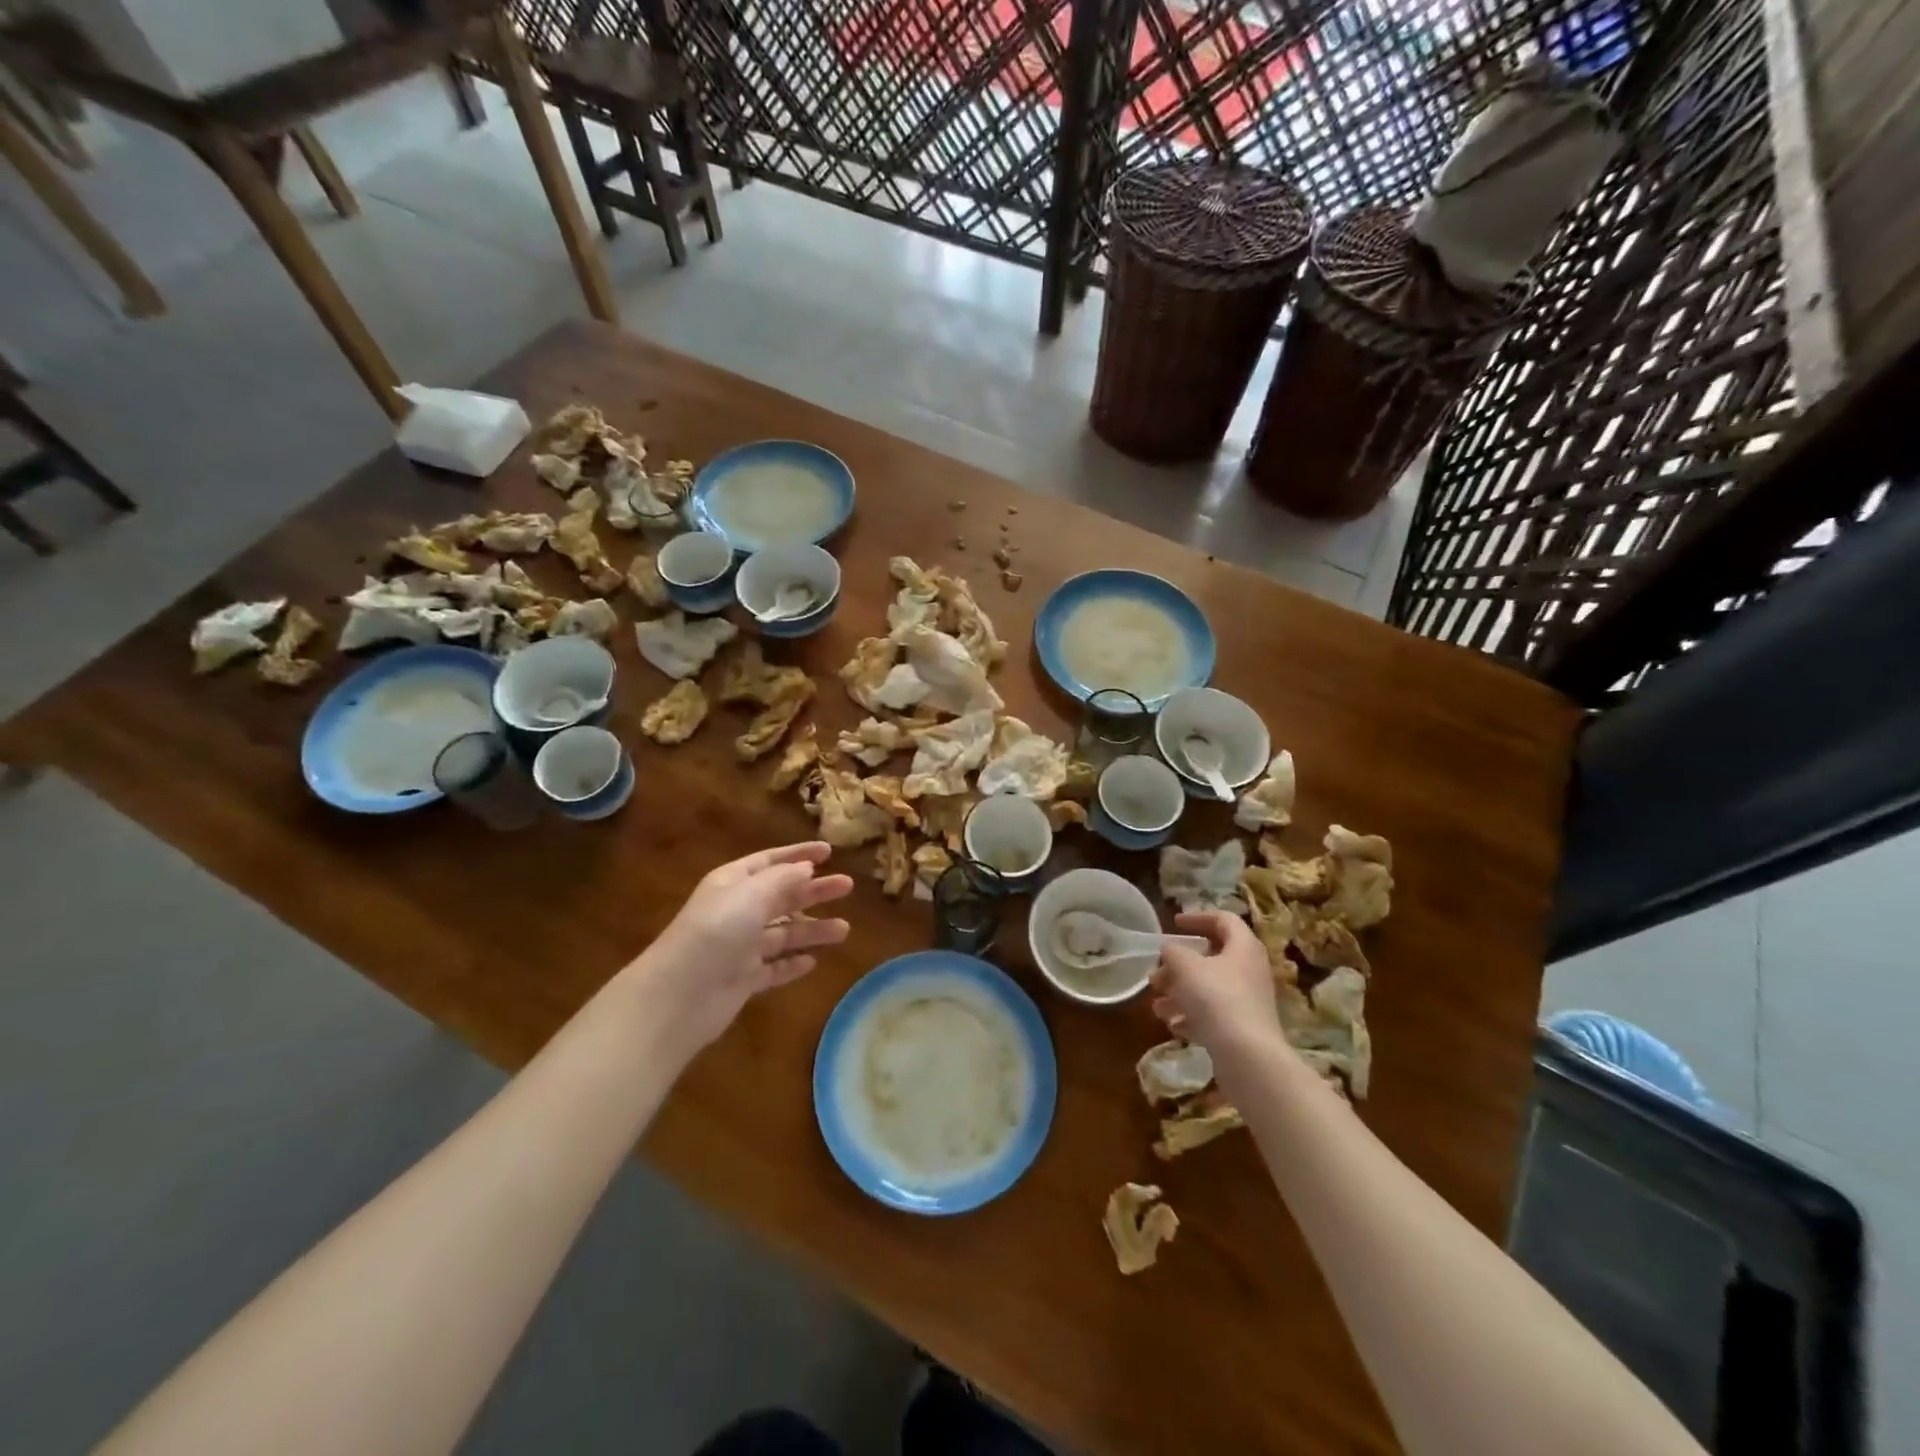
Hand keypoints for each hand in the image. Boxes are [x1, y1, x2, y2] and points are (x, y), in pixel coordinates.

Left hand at [637, 842, 853, 1049]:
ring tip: (844, 930)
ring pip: (784, 933)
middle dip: (814, 891)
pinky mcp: (743, 979)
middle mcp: (737, 911)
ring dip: (813, 929)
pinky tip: (813, 962)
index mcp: (733, 883)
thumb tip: (806, 868)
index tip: (829, 851)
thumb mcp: (751, 894)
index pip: (770, 861)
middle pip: (782, 896)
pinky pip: (774, 967)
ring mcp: (740, 947)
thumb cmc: (716, 932)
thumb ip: (782, 879)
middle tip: (847, 886)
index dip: (799, 854)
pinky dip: (793, 963)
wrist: (679, 996)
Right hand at [1150, 910, 1282, 1059]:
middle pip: (1212, 958)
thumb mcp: (1185, 966)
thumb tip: (1170, 951)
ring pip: (1209, 989)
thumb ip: (1173, 952)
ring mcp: (1248, 1002)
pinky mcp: (1243, 1029)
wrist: (1247, 1056)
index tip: (1174, 923)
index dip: (1198, 917)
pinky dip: (1192, 1017)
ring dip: (1180, 994)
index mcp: (1243, 947)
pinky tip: (1173, 1026)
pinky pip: (1214, 1015)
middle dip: (1179, 966)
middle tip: (1157, 974)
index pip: (1224, 920)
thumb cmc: (1216, 998)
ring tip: (1157, 1006)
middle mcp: (1250, 971)